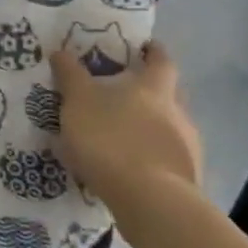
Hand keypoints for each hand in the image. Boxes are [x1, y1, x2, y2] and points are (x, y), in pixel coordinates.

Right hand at [48, 41, 202, 205]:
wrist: (149, 200)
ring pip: (169, 127)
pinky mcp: (185, 178)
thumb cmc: (111, 138)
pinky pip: (165, 157)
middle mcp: (178, 112)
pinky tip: (128, 166)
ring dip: (149, 127)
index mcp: (155, 88)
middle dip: (151, 91)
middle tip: (125, 92)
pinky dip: (149, 156)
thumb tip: (60, 51)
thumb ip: (70, 76)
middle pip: (169, 93)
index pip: (160, 61)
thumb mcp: (78, 101)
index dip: (152, 52)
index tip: (144, 47)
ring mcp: (187, 147)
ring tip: (120, 135)